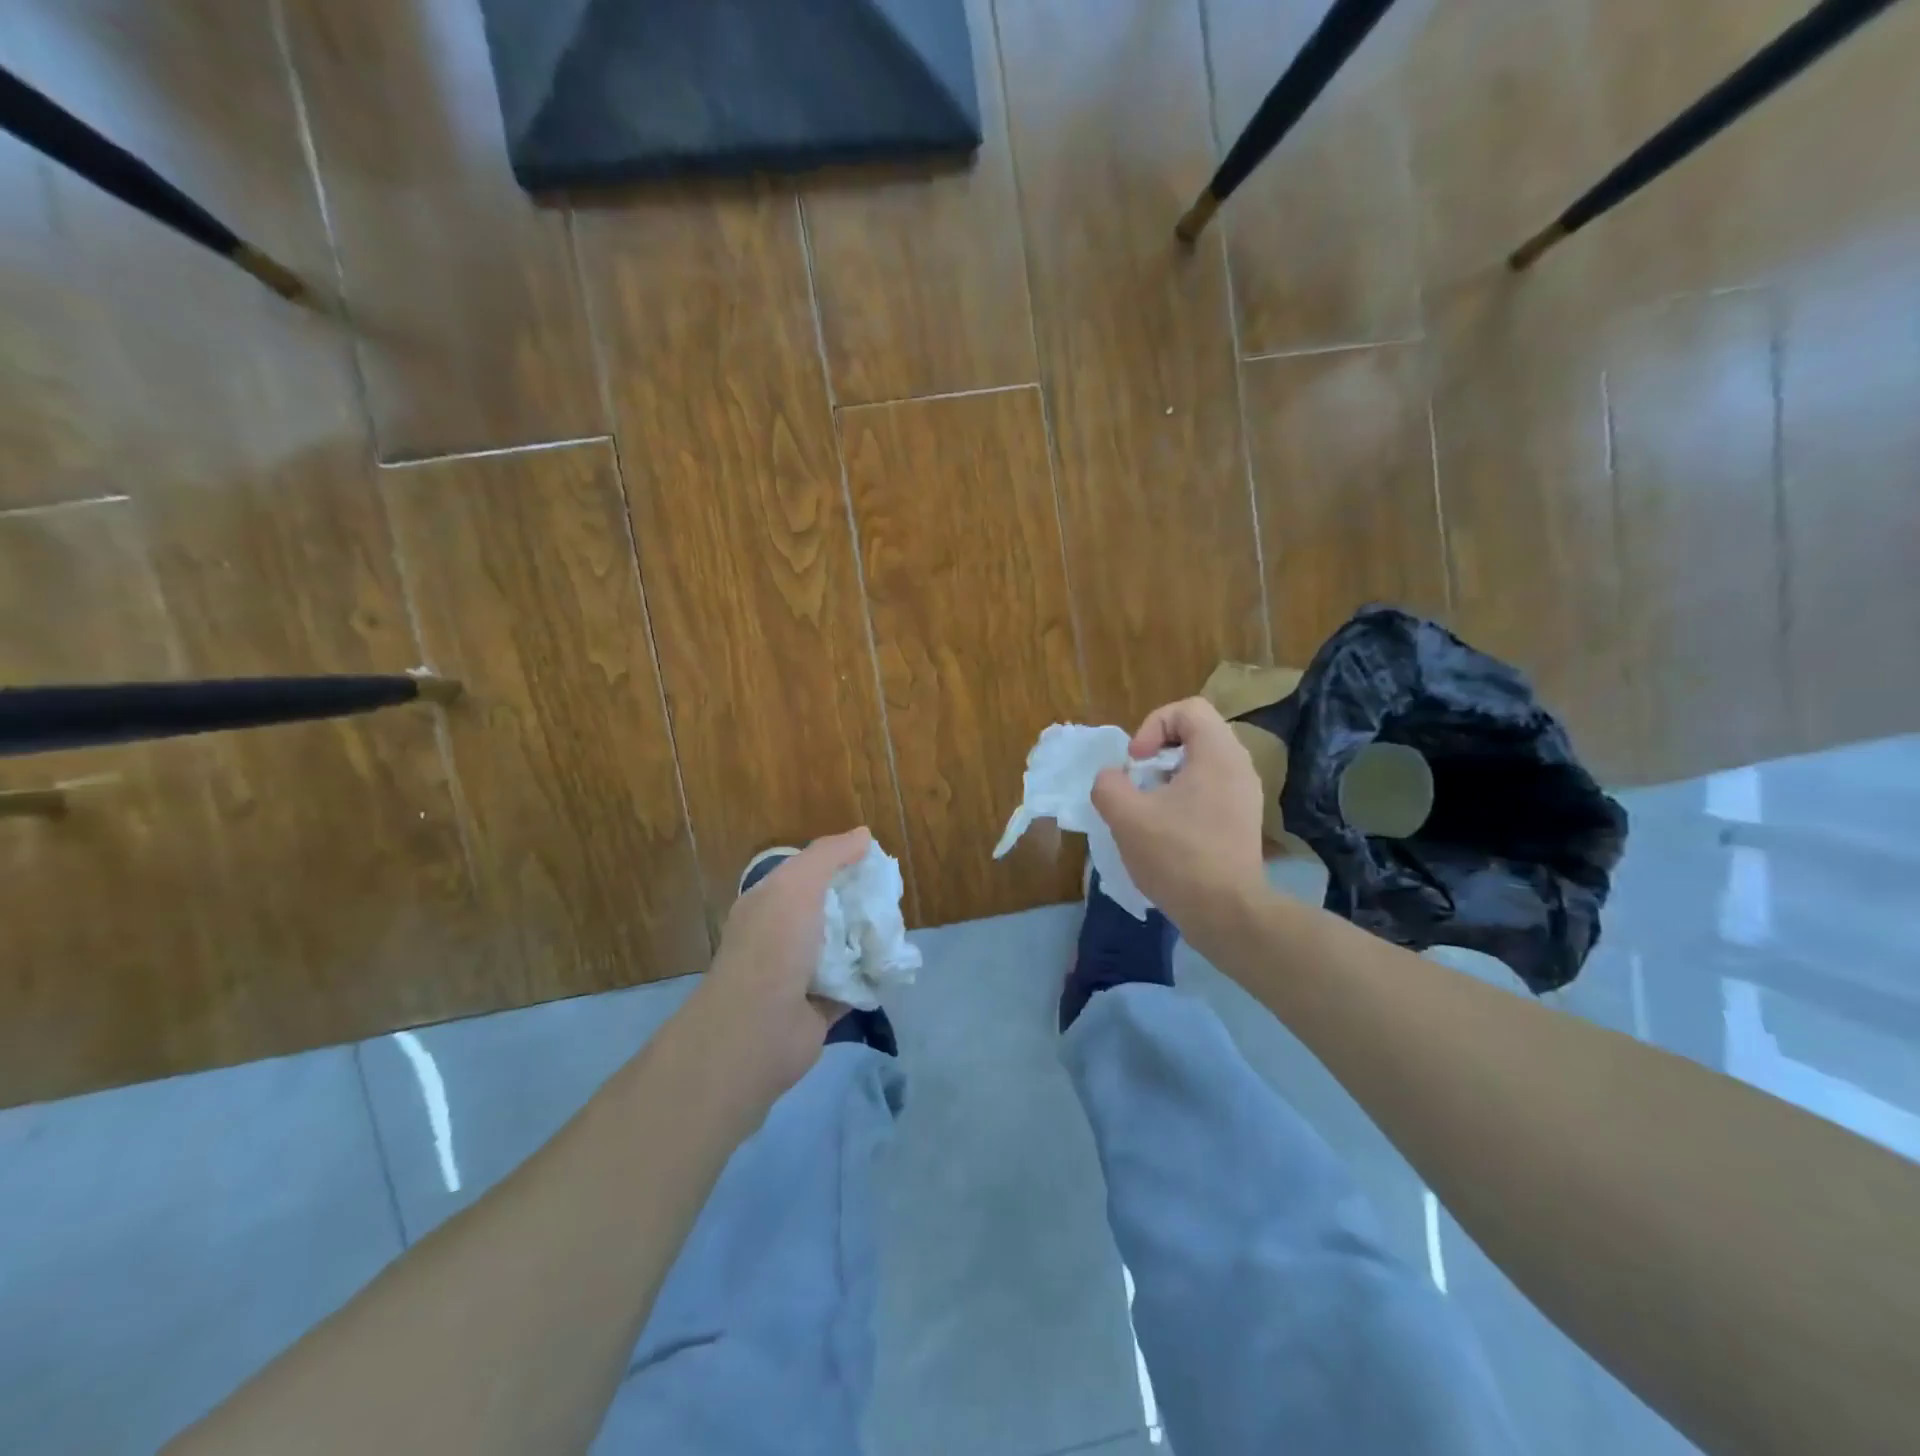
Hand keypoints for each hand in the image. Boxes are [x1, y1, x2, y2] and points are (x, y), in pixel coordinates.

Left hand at [686, 827, 870, 1106]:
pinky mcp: (819, 1008)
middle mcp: (781, 936)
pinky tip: (895, 967)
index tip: (875, 863)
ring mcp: (799, 974)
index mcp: (769, 903)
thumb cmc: (774, 945)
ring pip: (843, 948)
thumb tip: (863, 834)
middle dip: (860, 904)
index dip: (839, 865)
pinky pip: (853, 984)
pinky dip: (871, 977)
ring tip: (899, 931)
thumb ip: (829, 855)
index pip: (806, 875)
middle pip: (829, 911)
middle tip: (893, 899)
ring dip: (868, 941)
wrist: (758, 1029)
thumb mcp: (798, 884)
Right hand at [1091, 698, 1266, 940]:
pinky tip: (1167, 830)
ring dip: (1168, 777)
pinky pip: (1211, 790)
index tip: (1136, 762)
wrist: (1227, 913)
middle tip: (1139, 782)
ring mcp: (1246, 796)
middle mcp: (1239, 767)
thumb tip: (1113, 779)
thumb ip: (1109, 785)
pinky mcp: (1243, 822)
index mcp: (1218, 754)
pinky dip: (1185, 798)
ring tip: (1148, 807)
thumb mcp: (1126, 816)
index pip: (1188, 709)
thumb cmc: (1178, 856)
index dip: (1153, 726)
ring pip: (1202, 764)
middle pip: (1196, 734)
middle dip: (1158, 752)